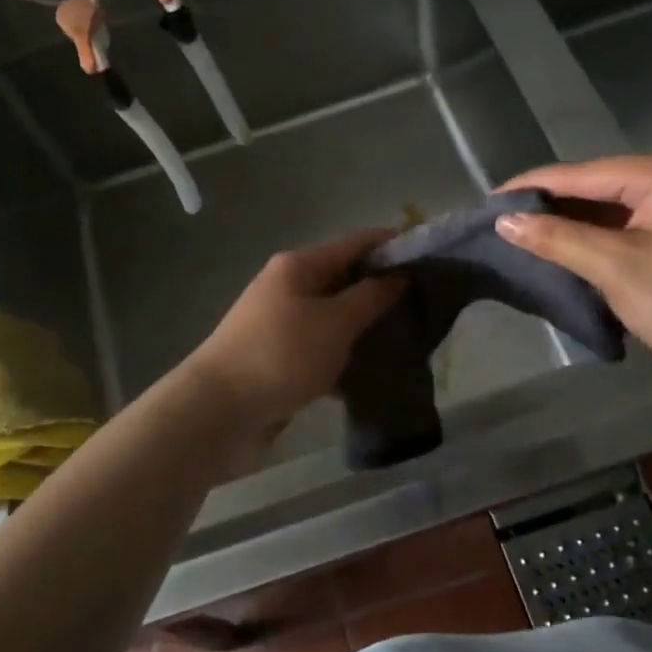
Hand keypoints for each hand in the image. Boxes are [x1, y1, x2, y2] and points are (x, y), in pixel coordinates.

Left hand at [184, 230, 404, 435]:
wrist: (218, 409)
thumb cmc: (281, 355)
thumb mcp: (335, 323)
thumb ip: (370, 297)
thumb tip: (398, 275)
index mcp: (300, 265)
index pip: (357, 243)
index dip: (394, 247)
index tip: (432, 260)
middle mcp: (288, 285)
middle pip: (345, 278)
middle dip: (383, 290)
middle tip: (425, 307)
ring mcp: (280, 321)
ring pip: (334, 315)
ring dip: (365, 326)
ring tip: (407, 341)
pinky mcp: (278, 355)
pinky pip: (320, 345)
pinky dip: (343, 354)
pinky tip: (371, 373)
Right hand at [495, 150, 651, 389]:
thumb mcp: (615, 269)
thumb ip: (556, 238)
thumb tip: (503, 220)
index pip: (578, 174)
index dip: (529, 188)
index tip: (486, 203)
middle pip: (594, 186)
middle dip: (549, 206)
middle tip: (501, 223)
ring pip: (611, 206)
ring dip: (572, 223)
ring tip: (524, 236)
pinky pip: (630, 223)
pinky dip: (598, 236)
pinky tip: (568, 248)